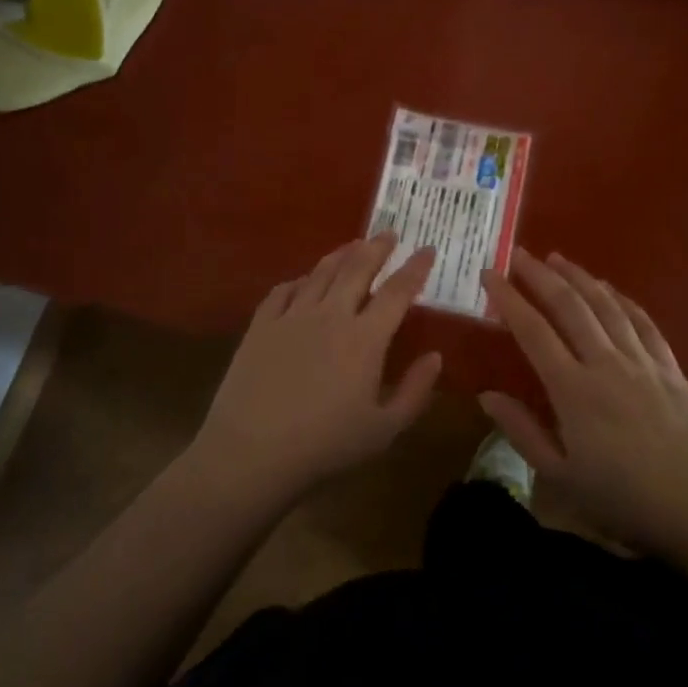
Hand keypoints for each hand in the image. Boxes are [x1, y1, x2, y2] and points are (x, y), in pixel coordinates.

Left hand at [192, 233, 442, 501]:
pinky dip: (299, 280)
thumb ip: (415, 391)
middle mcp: (331, 315)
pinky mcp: (261, 326)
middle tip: (389, 233)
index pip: (397, 291)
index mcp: (365, 338)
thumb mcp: (384, 429)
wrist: (252, 453)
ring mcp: (292, 317)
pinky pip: (283, 291)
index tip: (427, 250)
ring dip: (341, 255)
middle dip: (377, 247)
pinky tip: (303, 280)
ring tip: (353, 245)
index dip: (415, 268)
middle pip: (357, 269)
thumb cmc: (325, 446)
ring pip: (321, 273)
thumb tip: (436, 357)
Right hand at [479, 250, 687, 557]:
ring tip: (557, 258)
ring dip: (579, 277)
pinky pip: (643, 321)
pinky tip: (610, 289)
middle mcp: (605, 362)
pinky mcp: (670, 367)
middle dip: (540, 276)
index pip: (533, 331)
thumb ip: (522, 432)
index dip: (508, 298)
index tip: (489, 274)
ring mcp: (641, 361)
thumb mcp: (561, 478)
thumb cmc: (625, 500)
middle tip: (518, 254)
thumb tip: (486, 395)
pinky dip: (622, 299)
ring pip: (605, 305)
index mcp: (572, 390)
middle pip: (569, 306)